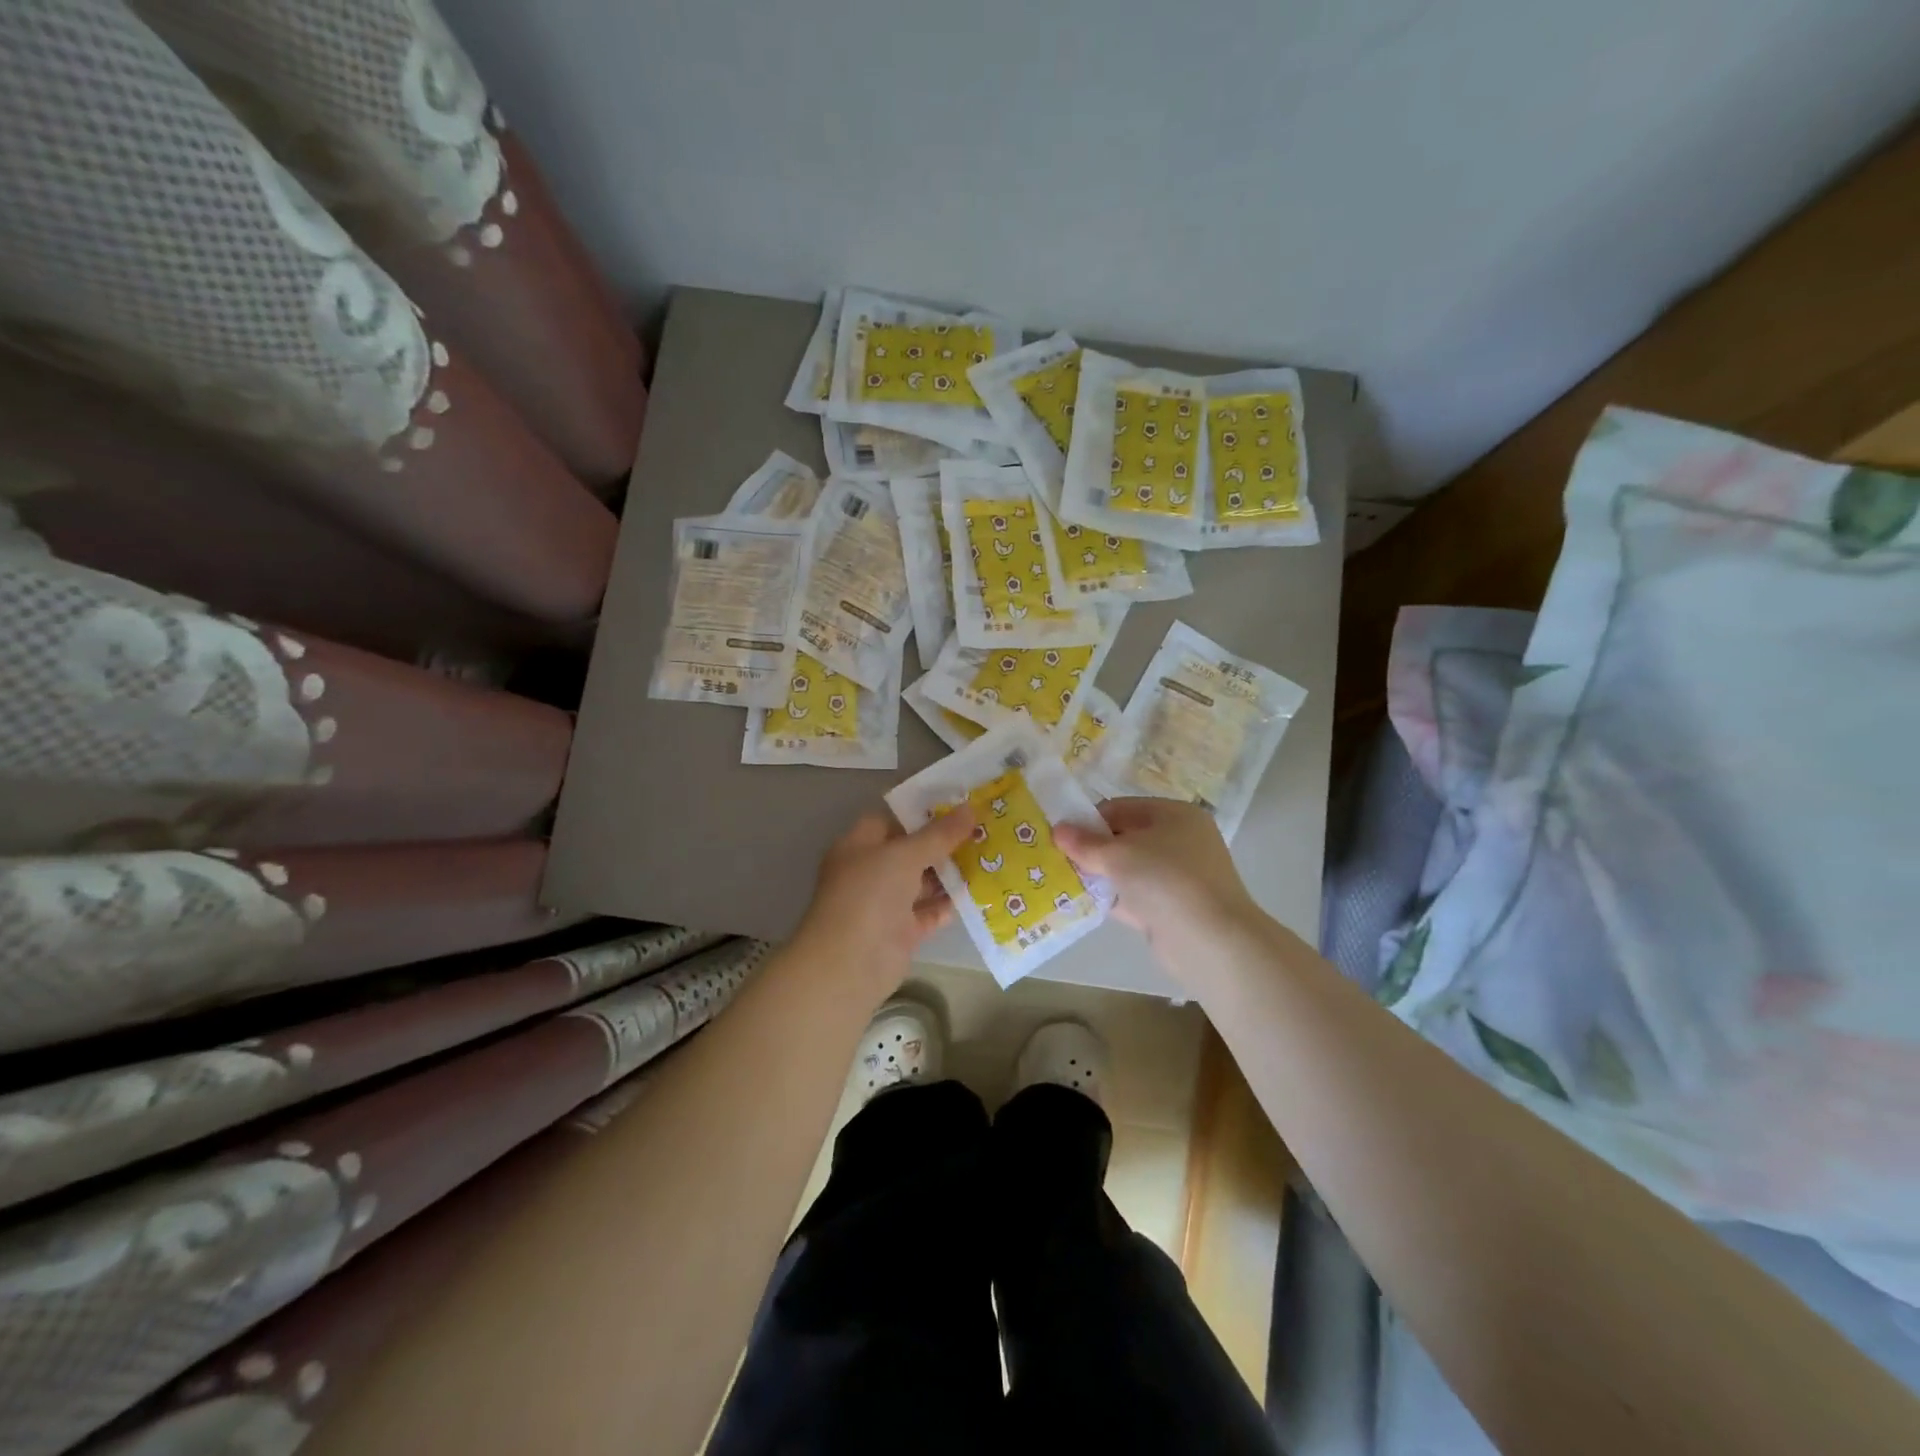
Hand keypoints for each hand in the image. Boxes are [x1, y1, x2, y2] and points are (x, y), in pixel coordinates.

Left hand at [791, 808, 976, 1005]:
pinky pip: (928, 913)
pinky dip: (947, 905)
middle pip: (910, 851)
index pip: (892, 820)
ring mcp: (885, 904)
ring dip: (950, 874)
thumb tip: (970, 808)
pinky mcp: (900, 932)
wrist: (850, 962)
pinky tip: (977, 894)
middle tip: (982, 830)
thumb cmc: (869, 894)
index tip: (958, 806)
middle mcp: (870, 872)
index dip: (922, 812)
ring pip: (921, 883)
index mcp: (859, 845)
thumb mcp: (905, 855)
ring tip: (988, 858)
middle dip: (943, 844)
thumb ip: (939, 834)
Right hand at [1055, 798, 1259, 951]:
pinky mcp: (1172, 909)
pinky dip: (1113, 899)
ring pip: (1129, 870)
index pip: (1121, 808)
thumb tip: (1058, 829)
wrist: (1210, 941)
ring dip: (1100, 875)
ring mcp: (1178, 877)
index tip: (1060, 836)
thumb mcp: (1118, 855)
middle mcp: (1180, 841)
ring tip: (1063, 880)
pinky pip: (1135, 897)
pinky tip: (1083, 903)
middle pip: (1125, 838)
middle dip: (1092, 849)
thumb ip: (1085, 844)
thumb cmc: (1165, 880)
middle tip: (1057, 859)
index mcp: (1174, 815)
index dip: (1088, 820)